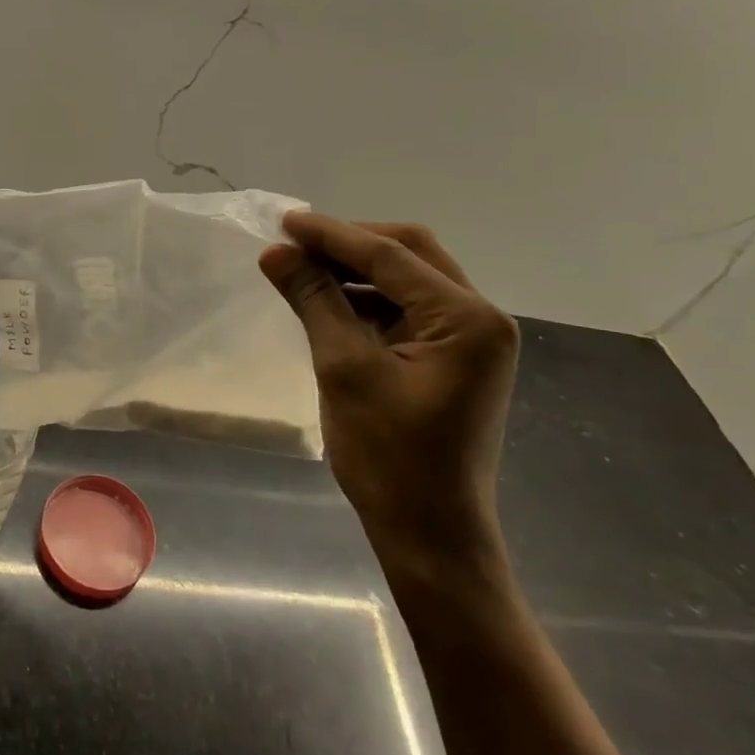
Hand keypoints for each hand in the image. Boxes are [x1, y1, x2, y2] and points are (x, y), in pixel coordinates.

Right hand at [260, 213, 519, 584]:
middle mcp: (479, 317)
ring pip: (407, 280)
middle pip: (409, 254)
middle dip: (350, 244)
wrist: (430, 533)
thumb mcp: (344, 369)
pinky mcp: (453, 358)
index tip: (283, 221)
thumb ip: (313, 301)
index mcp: (466, 318)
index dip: (332, 235)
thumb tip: (275, 252)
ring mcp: (470, 339)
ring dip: (356, 271)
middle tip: (294, 242)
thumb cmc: (389, 456)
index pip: (390, 255)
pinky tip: (327, 302)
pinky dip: (367, 300)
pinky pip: (406, 310)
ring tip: (302, 269)